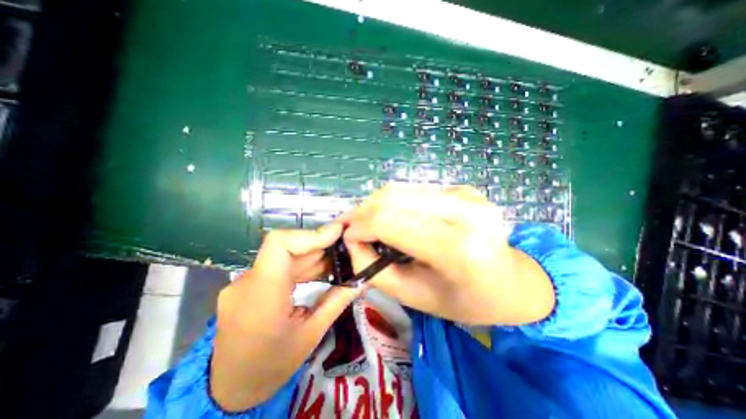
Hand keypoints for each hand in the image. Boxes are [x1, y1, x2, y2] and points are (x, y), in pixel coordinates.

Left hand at [211, 225, 363, 410]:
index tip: (336, 233)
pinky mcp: (247, 286)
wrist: (230, 392)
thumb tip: (361, 281)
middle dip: (319, 246)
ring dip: (312, 256)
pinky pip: (278, 267)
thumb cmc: (270, 368)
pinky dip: (301, 266)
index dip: (310, 234)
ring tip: (338, 260)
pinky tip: (320, 271)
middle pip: (287, 248)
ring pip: (284, 257)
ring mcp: (244, 283)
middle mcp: (246, 283)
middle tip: (345, 248)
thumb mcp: (310, 336)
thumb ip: (336, 302)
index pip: (279, 243)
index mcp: (261, 296)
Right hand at [339, 185, 549, 325]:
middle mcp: (466, 213)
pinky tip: (392, 216)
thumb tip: (351, 239)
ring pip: (403, 189)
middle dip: (364, 210)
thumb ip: (374, 269)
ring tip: (366, 221)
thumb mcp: (414, 296)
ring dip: (377, 204)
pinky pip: (417, 191)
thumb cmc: (465, 300)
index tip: (346, 236)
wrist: (514, 282)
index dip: (361, 226)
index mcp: (458, 250)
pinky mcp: (465, 189)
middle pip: (395, 198)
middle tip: (351, 226)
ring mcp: (468, 195)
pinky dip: (396, 202)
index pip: (392, 223)